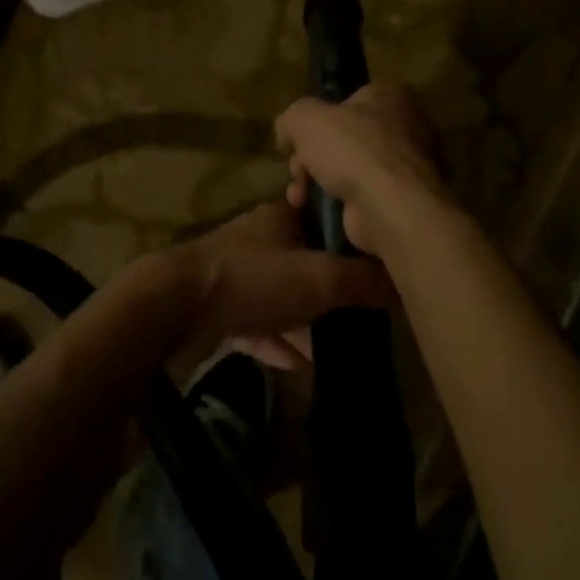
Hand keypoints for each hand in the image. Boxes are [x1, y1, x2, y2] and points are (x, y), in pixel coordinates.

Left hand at [157, 199, 394, 379]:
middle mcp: (260, 238)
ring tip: (336, 345)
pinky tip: (296, 363)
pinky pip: (257, 322)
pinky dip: (277, 339)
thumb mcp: (320, 278)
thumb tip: (405, 283)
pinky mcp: (217, 307)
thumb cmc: (254, 279)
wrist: (175, 307)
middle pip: (305, 258)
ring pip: (281, 293)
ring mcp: (236, 273)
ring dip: (305, 318)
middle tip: (364, 311)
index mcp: (282, 216)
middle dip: (332, 285)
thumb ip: (363, 280)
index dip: (351, 235)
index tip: (379, 261)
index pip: (325, 215)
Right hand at [276, 83, 458, 262]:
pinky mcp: (402, 201)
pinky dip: (337, 204)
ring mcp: (406, 167)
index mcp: (390, 96)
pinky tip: (317, 212)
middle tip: (297, 170)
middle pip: (343, 138)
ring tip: (299, 197)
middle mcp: (405, 127)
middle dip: (311, 157)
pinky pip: (360, 197)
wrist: (390, 207)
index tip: (299, 137)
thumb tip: (287, 134)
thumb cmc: (353, 149)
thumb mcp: (305, 118)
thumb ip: (291, 118)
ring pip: (348, 170)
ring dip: (316, 183)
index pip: (347, 99)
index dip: (318, 118)